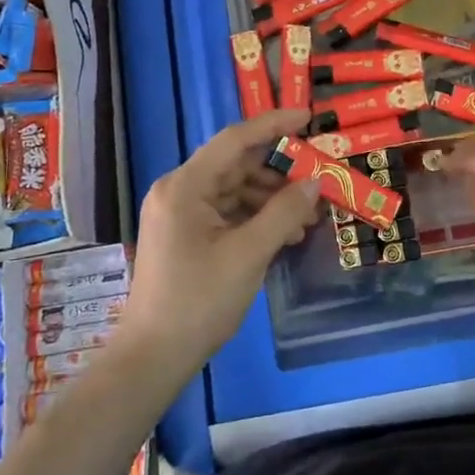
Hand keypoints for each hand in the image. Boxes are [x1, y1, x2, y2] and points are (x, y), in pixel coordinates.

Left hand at [121, 109, 320, 376]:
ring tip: (309, 217)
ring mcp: (179, 214)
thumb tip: (315, 182)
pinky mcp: (185, 236)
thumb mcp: (249, 254)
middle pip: (236, 165)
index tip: (308, 118)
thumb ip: (284, 212)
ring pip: (234, 190)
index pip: (235, 140)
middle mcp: (178, 191)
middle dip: (279, 172)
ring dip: (271, 199)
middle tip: (319, 180)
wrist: (154, 356)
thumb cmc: (199, 300)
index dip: (273, 125)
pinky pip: (226, 213)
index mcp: (185, 186)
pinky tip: (285, 234)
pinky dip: (256, 218)